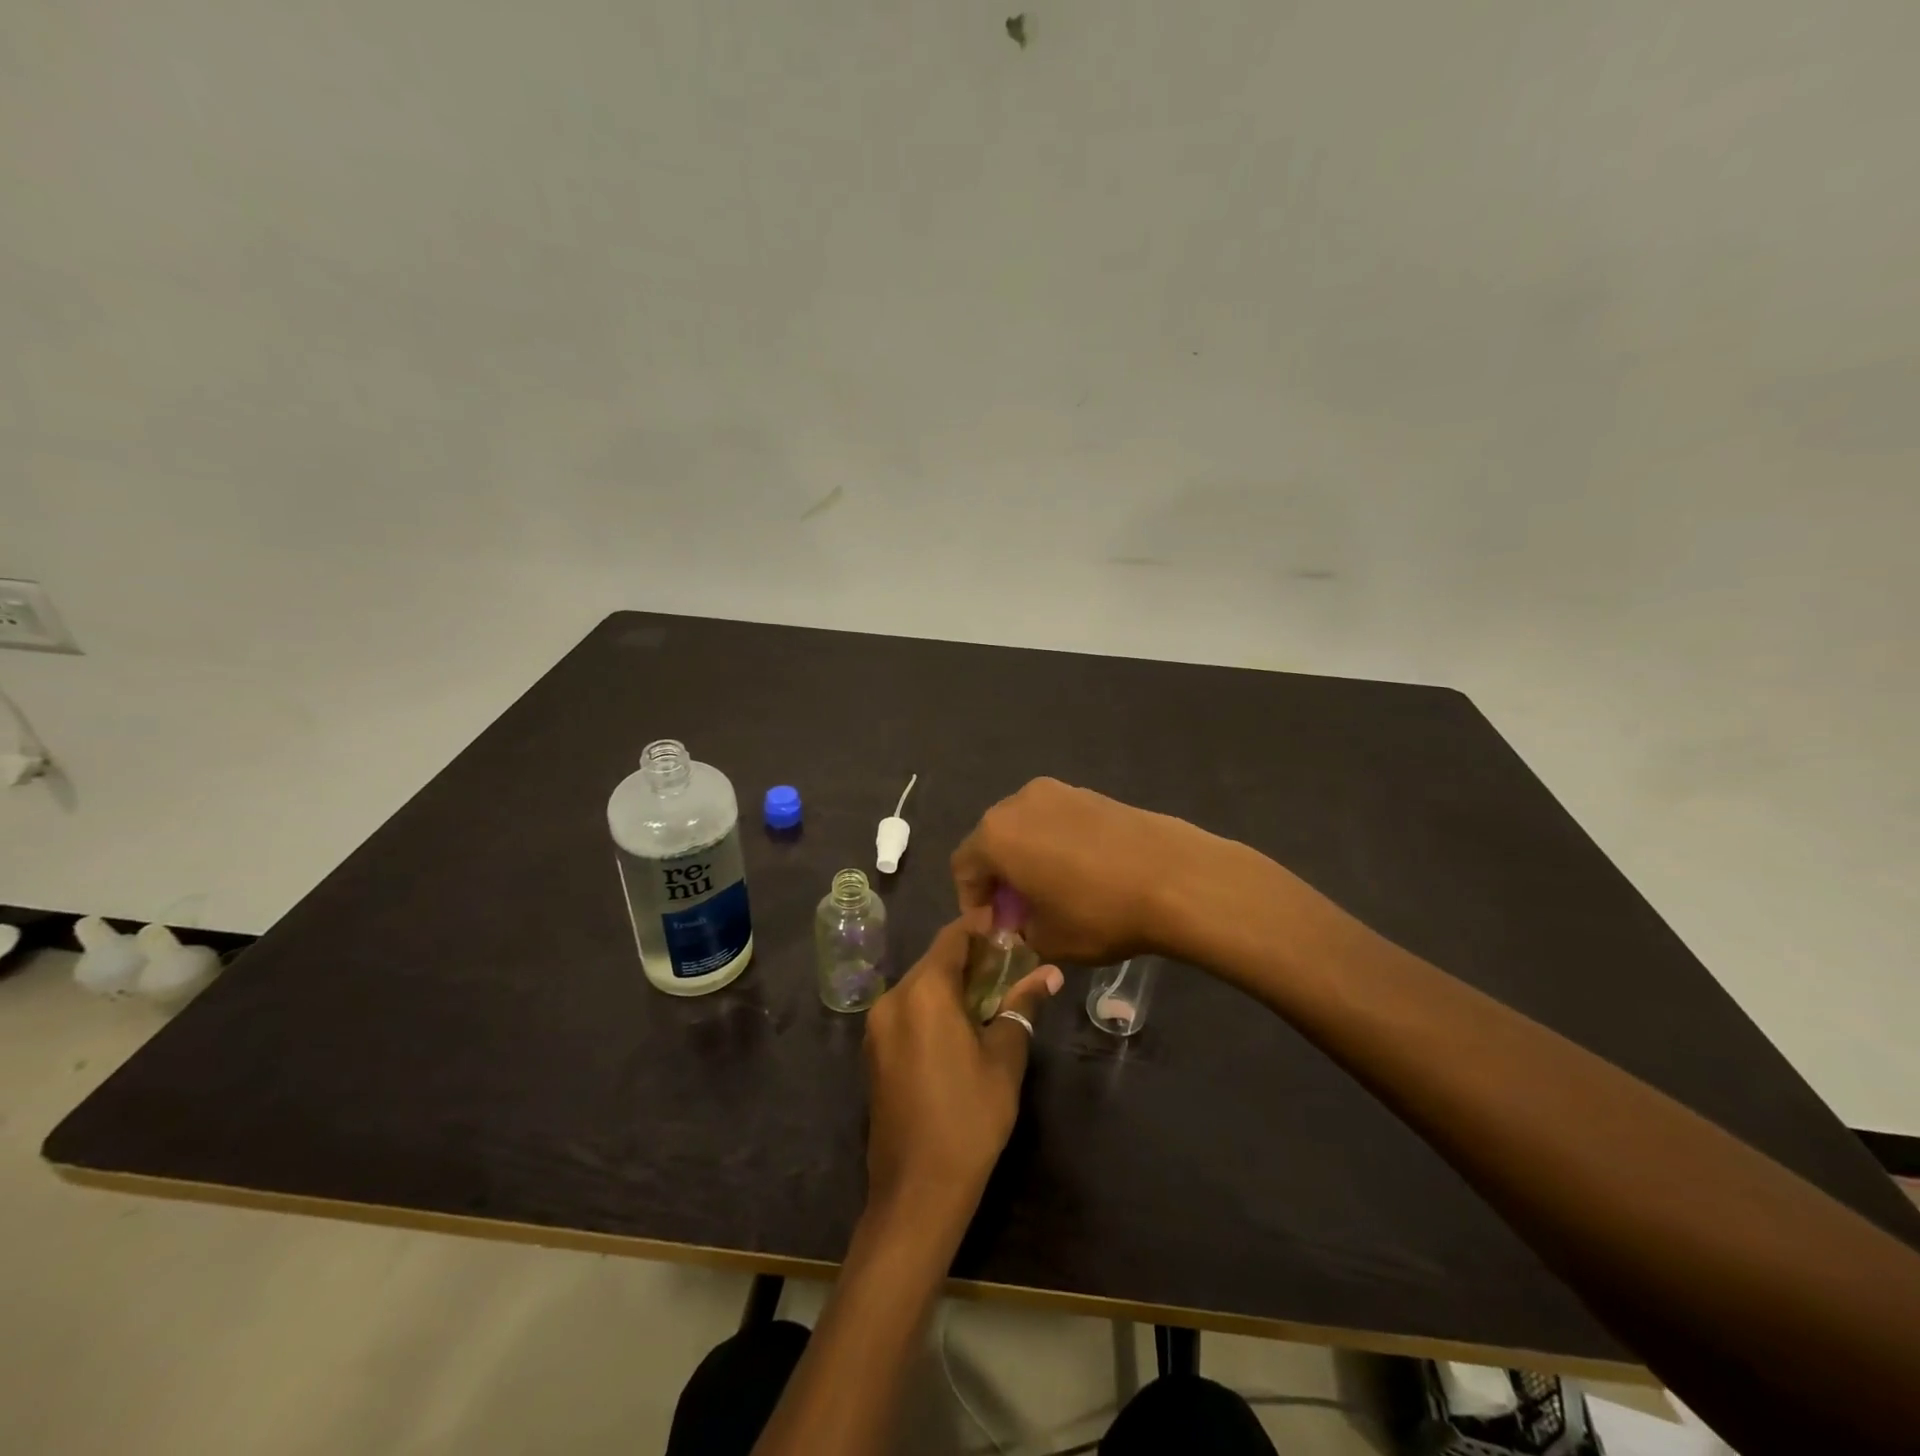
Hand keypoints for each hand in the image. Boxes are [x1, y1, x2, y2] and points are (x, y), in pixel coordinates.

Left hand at [862, 920, 1063, 1231]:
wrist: (917, 1189)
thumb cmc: (970, 1116)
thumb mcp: (1005, 1057)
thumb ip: (1022, 1005)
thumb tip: (1050, 974)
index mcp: (924, 991)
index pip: (953, 938)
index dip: (981, 928)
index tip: (1009, 925)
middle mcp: (893, 998)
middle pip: (934, 961)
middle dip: (970, 958)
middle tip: (1009, 962)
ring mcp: (877, 1026)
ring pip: (920, 986)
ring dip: (952, 983)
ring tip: (991, 993)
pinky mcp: (874, 1051)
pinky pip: (907, 1011)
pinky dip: (933, 1007)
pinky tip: (960, 1025)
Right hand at [950, 778, 1228, 963]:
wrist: (1175, 877)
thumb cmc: (1098, 912)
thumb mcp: (1047, 940)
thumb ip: (1017, 931)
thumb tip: (1019, 922)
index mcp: (996, 834)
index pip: (964, 867)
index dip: (972, 902)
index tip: (994, 930)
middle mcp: (1019, 802)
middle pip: (992, 841)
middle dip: (999, 878)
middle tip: (1019, 913)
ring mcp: (1058, 791)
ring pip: (1025, 828)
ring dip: (1027, 859)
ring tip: (1051, 892)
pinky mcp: (1091, 793)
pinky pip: (1056, 821)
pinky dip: (1054, 844)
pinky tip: (1080, 873)